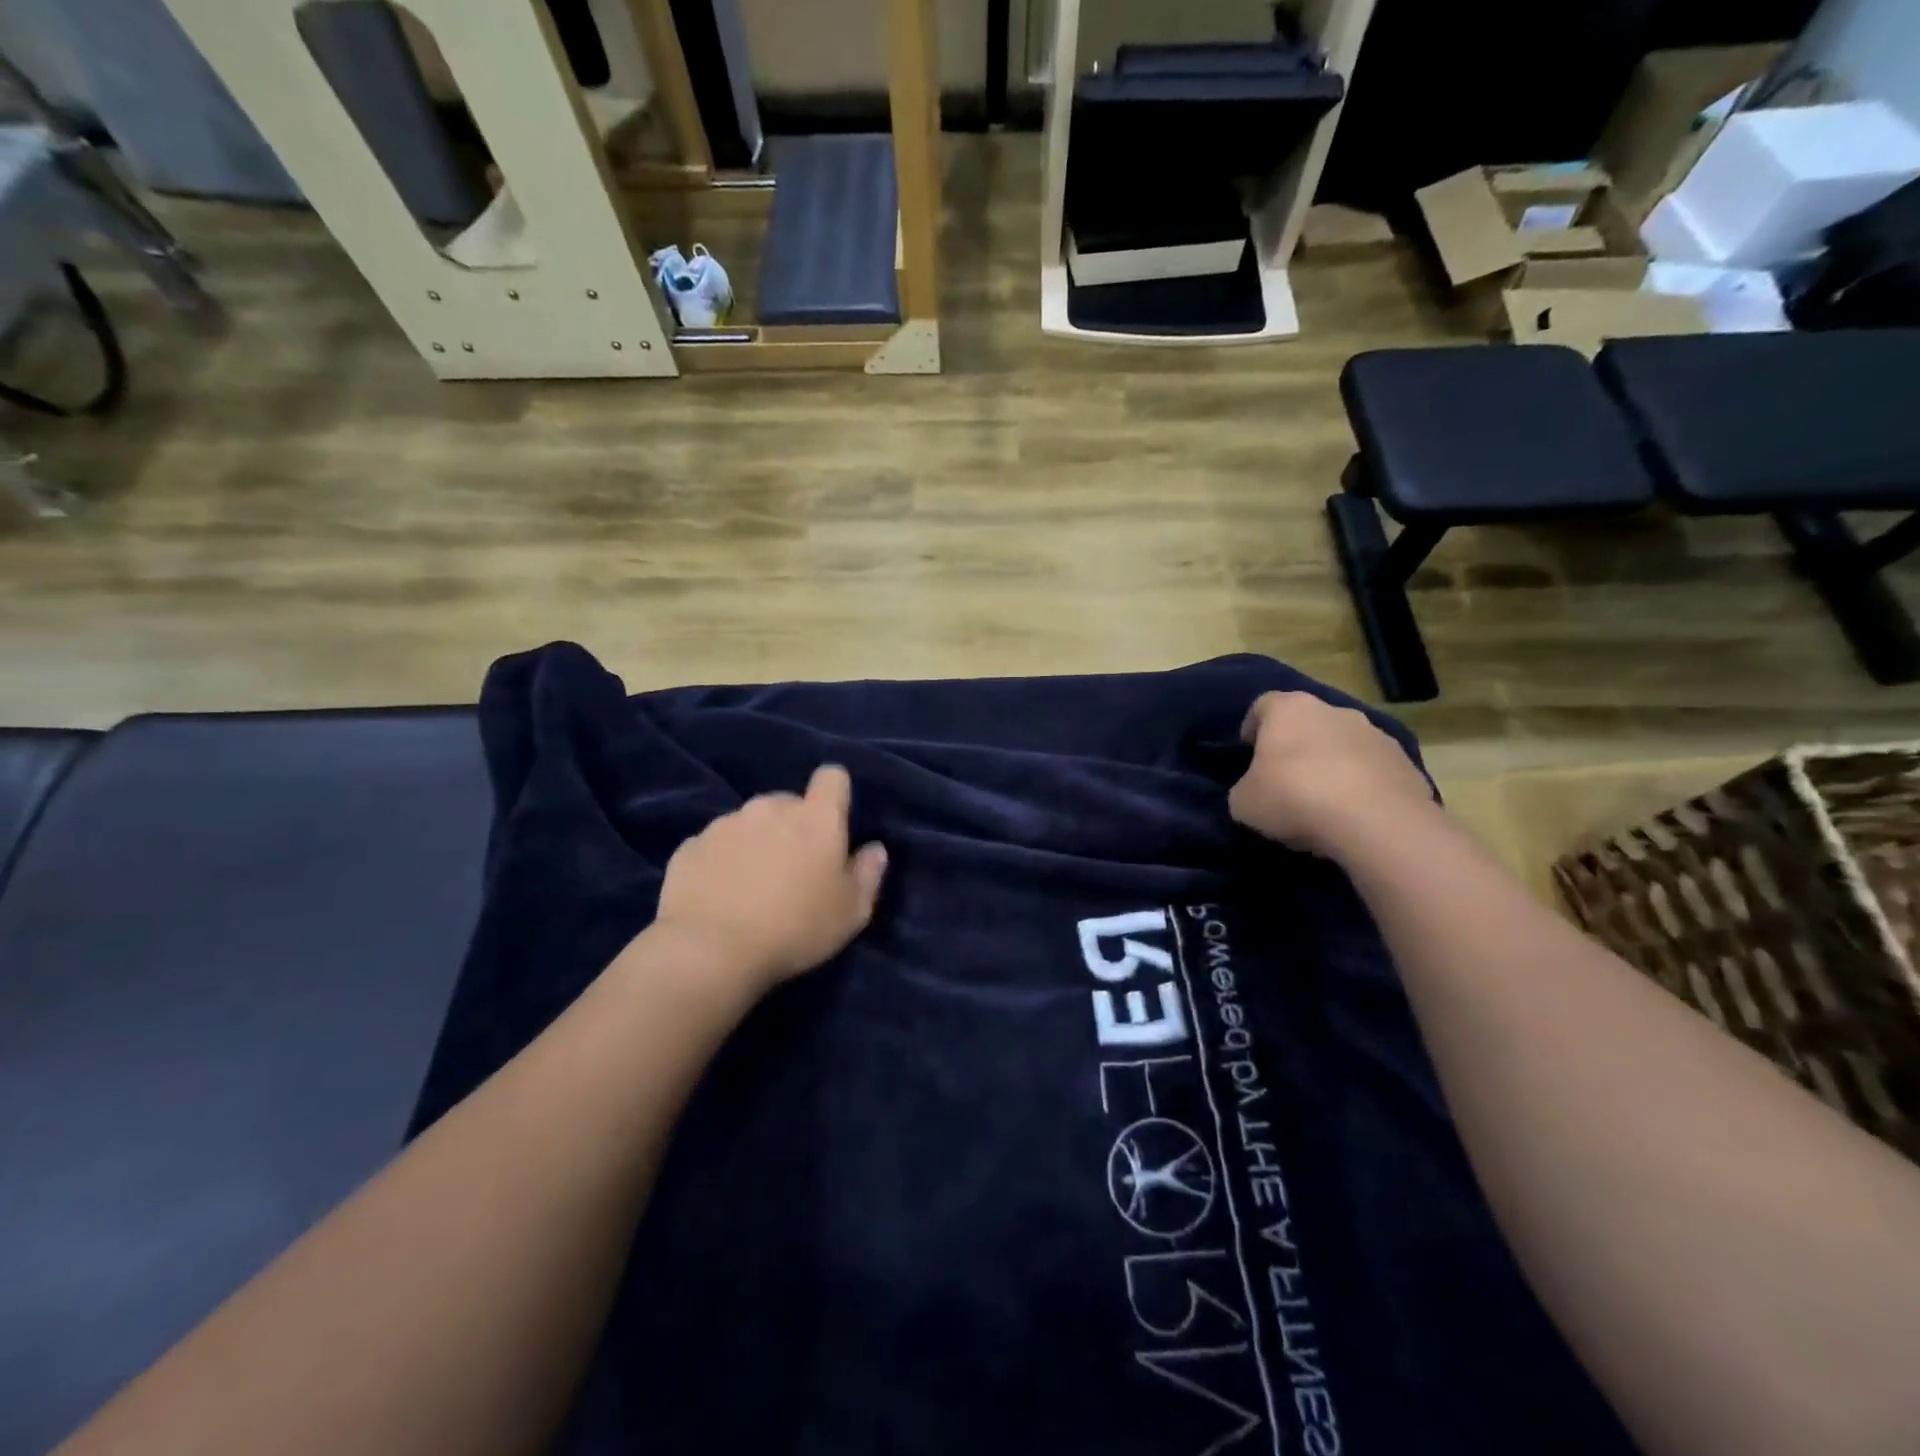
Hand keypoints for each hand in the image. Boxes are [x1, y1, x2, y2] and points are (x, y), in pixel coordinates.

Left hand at [652, 764, 887, 991]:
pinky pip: (716, 845)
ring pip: (750, 822)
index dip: (835, 795)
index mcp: (816, 818)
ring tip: (752, 887)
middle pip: (788, 802)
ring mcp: (726, 823)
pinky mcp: (691, 845)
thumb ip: (868, 874)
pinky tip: (721, 895)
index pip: (832, 778)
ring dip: (756, 843)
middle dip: (793, 826)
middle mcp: (770, 808)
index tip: (832, 825)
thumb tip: (874, 849)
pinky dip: (723, 861)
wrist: (709, 951)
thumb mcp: (851, 913)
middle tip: (793, 870)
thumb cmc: (795, 928)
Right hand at [1228, 691, 1435, 858]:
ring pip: (1343, 744)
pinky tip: (1354, 816)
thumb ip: (1245, 788)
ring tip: (1322, 802)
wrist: (1375, 822)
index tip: (1248, 753)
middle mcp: (1334, 711)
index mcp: (1289, 710)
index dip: (1252, 728)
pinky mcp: (1405, 763)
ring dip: (1331, 764)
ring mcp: (1375, 734)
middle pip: (1307, 722)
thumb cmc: (1294, 798)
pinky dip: (1362, 786)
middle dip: (1296, 746)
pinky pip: (1373, 770)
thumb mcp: (1243, 802)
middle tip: (1284, 780)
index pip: (1262, 705)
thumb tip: (1254, 791)